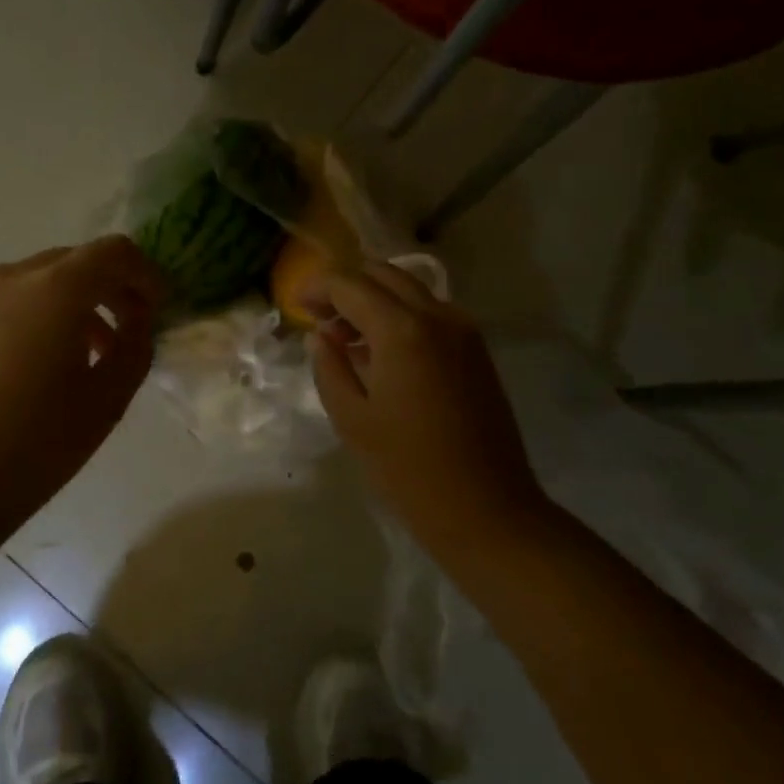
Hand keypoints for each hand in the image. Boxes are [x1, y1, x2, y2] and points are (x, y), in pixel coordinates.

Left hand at [0, 237, 163, 532]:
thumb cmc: (35, 444)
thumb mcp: (108, 398)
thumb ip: (136, 346)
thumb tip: (136, 321)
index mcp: (56, 287)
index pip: (115, 252)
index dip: (146, 275)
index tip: (159, 310)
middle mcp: (15, 276)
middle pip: (79, 260)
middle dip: (113, 287)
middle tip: (131, 331)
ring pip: (46, 279)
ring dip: (79, 301)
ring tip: (93, 353)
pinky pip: (16, 298)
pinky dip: (45, 312)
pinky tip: (48, 362)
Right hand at [305, 263, 541, 545]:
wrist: (487, 510)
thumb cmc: (408, 469)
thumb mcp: (352, 419)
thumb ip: (329, 366)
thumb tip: (321, 335)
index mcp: (401, 330)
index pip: (350, 284)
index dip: (317, 288)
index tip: (296, 305)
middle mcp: (437, 316)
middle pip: (383, 273)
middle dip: (347, 285)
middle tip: (320, 316)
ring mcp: (463, 331)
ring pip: (410, 289)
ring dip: (374, 298)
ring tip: (347, 336)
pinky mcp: (476, 351)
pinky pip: (430, 312)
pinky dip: (400, 315)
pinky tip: (381, 352)